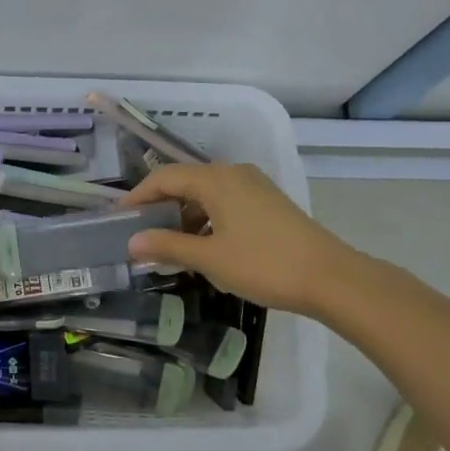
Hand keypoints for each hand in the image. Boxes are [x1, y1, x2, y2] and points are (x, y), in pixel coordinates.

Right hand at [120, 163, 361, 317]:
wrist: (330, 277)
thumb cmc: (263, 264)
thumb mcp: (210, 258)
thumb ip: (168, 246)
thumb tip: (131, 243)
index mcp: (216, 179)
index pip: (164, 177)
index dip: (138, 196)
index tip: (119, 218)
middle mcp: (233, 173)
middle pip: (185, 182)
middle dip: (160, 206)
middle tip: (140, 233)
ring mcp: (254, 186)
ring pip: (207, 193)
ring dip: (184, 215)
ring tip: (168, 245)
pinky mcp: (268, 202)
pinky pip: (226, 202)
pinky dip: (207, 219)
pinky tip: (203, 246)